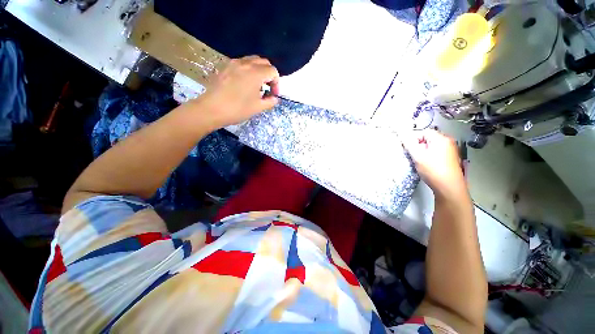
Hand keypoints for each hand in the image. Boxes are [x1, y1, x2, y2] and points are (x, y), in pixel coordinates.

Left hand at [194, 56, 279, 127]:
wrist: (212, 108)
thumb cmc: (238, 109)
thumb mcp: (258, 108)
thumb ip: (270, 101)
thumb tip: (275, 98)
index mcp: (256, 73)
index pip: (273, 71)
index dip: (276, 83)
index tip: (273, 94)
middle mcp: (246, 63)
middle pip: (264, 62)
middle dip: (269, 74)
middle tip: (267, 88)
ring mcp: (234, 63)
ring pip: (252, 60)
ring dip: (259, 70)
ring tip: (256, 85)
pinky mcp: (225, 66)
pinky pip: (241, 63)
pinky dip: (248, 70)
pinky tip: (244, 83)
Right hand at [401, 130, 467, 199]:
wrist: (449, 187)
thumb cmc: (433, 170)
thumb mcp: (418, 156)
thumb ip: (409, 144)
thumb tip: (402, 134)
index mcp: (441, 139)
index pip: (424, 132)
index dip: (413, 138)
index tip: (407, 148)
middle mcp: (448, 142)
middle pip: (428, 139)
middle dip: (418, 145)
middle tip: (413, 155)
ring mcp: (451, 151)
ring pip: (432, 146)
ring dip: (423, 151)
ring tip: (419, 161)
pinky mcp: (450, 159)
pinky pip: (436, 153)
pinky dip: (429, 156)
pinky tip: (427, 165)